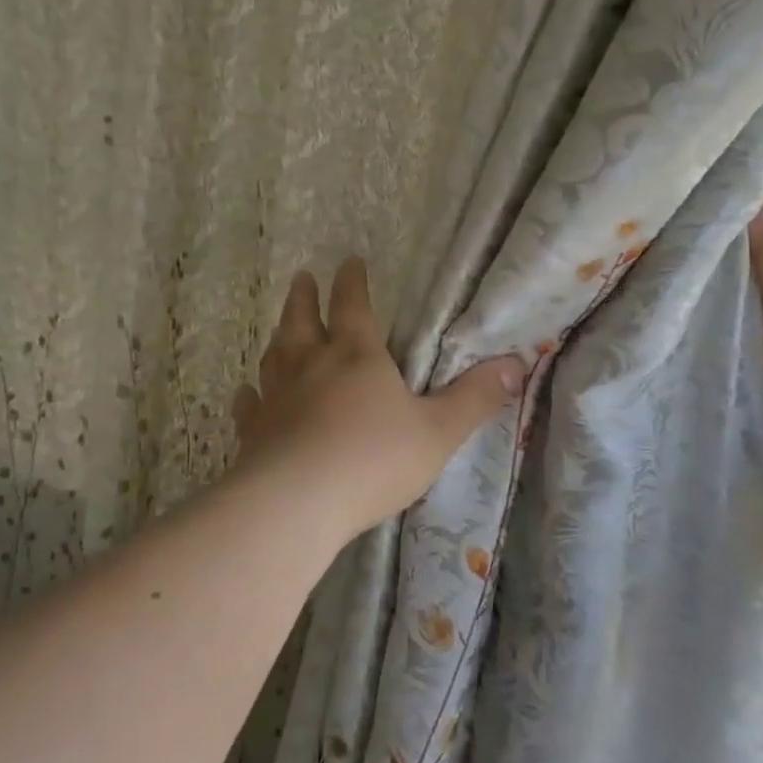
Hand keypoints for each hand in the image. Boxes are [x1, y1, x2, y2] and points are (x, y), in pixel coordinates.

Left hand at [228, 259, 525, 540]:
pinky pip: (249, 407)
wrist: (297, 502)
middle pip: (303, 321)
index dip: (352, 282)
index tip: (349, 261)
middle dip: (305, 298)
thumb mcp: (438, 431)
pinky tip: (246, 394)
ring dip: (279, 336)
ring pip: (275, 357)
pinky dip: (249, 396)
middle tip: (302, 278)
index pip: (353, 306)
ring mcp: (277, 398)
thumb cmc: (373, 459)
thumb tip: (516, 363)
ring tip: (280, 327)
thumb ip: (475, 398)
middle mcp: (311, 367)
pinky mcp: (254, 433)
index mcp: (356, 356)